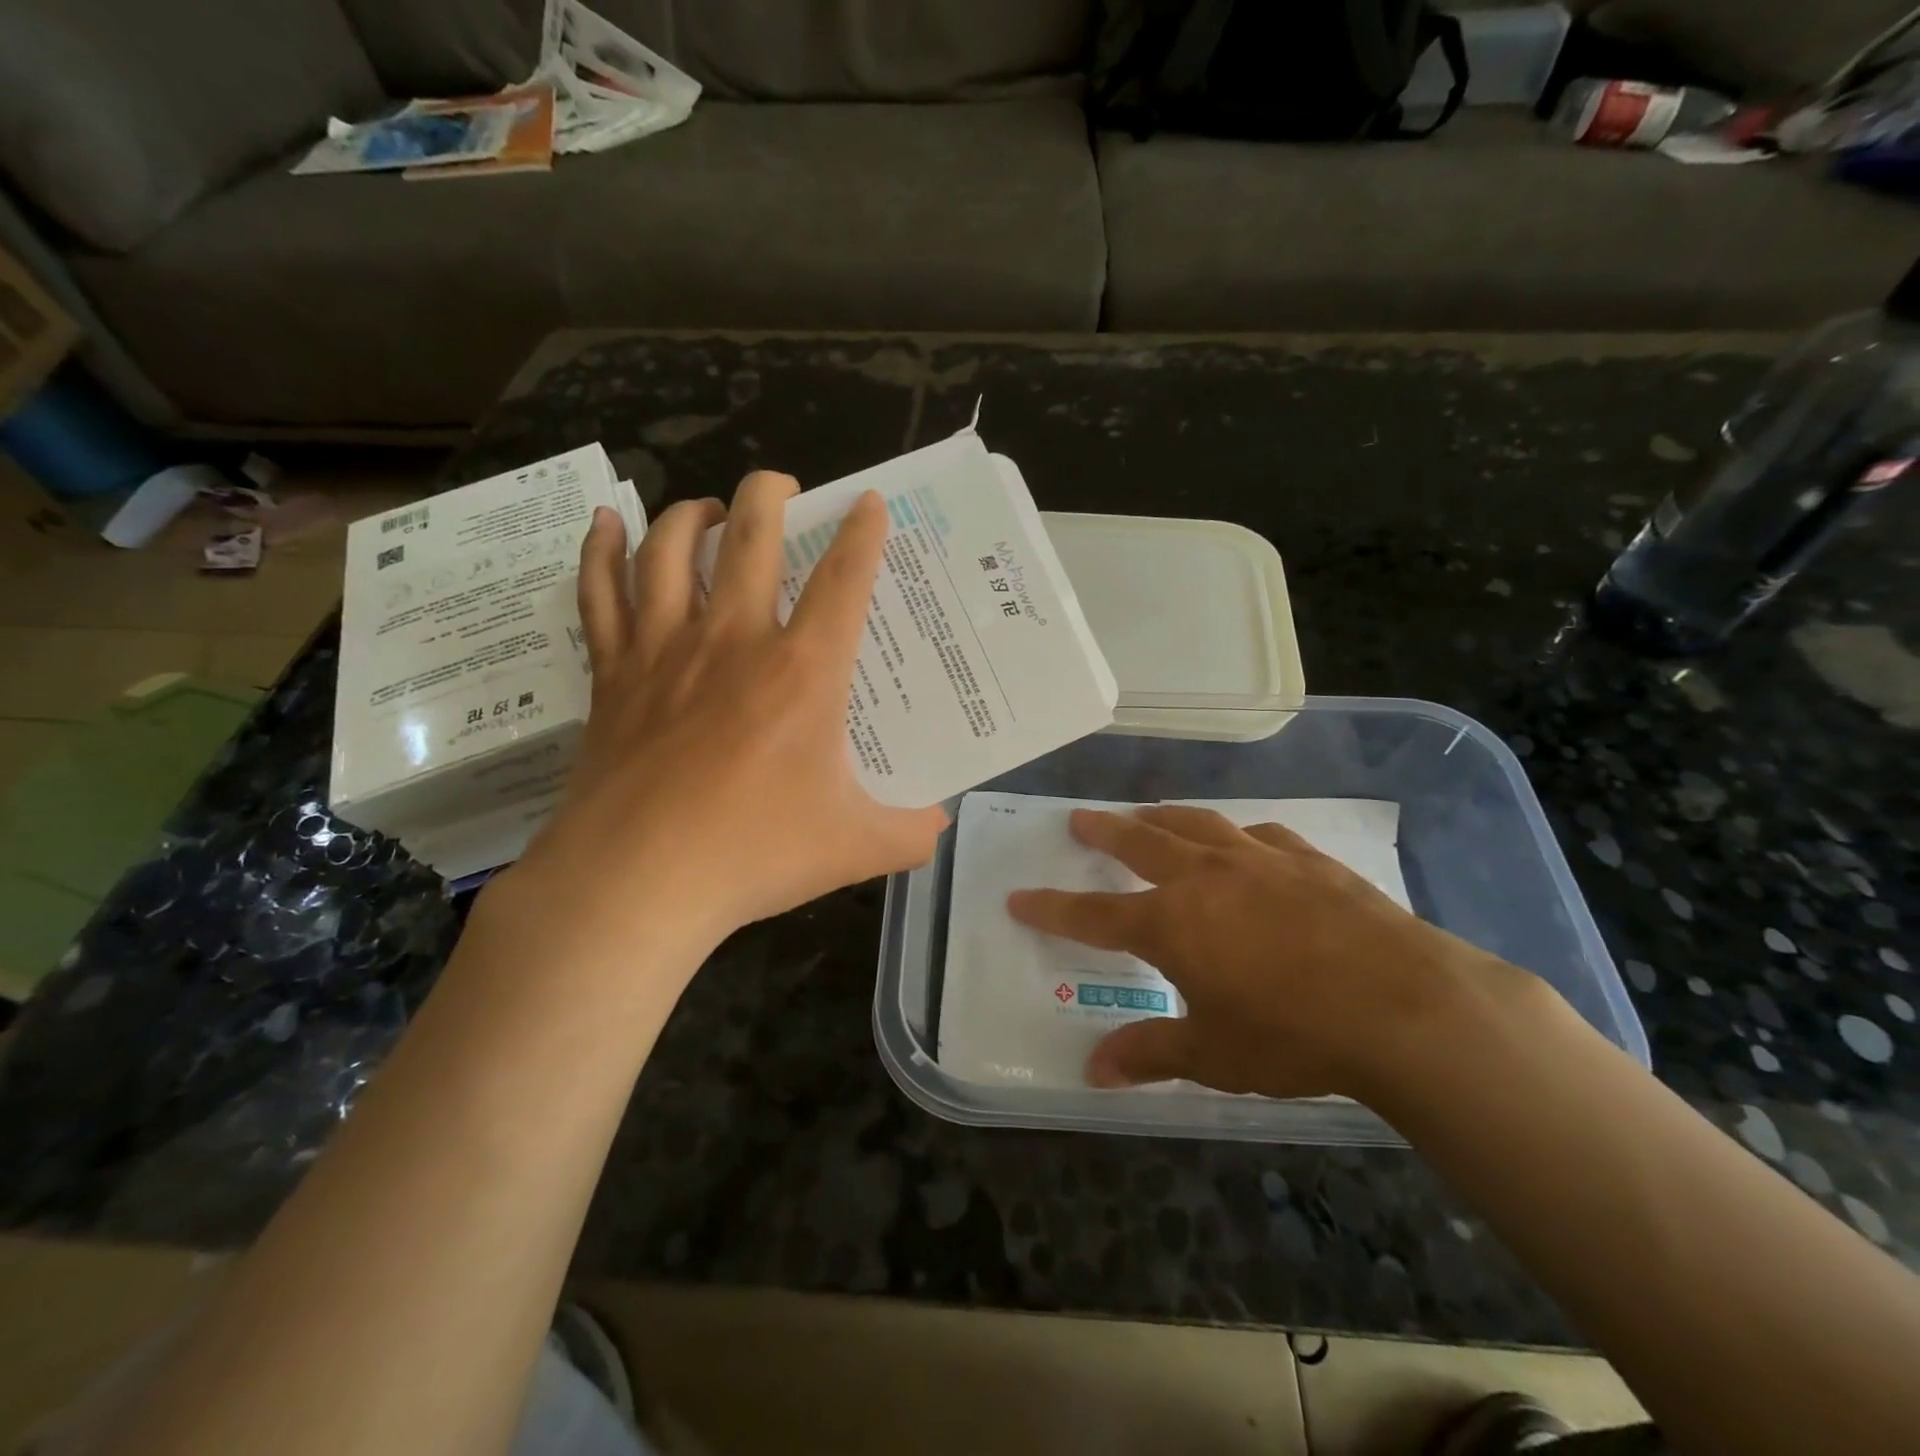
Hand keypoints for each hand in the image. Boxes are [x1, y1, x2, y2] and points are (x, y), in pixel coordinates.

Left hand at [499, 472, 946, 963]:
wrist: (637, 882)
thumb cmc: (753, 854)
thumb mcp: (855, 848)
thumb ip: (910, 833)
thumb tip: (940, 825)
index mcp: (802, 672)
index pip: (844, 581)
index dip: (863, 535)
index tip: (868, 503)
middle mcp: (734, 641)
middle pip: (751, 538)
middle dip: (770, 494)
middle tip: (782, 485)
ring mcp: (665, 650)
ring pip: (671, 550)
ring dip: (692, 514)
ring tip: (708, 509)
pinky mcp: (613, 674)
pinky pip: (600, 593)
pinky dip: (601, 551)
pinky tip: (606, 524)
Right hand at [1007, 805, 1541, 1100]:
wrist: (1405, 1007)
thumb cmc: (1294, 1034)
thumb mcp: (1214, 1054)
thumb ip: (1149, 1053)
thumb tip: (1092, 1070)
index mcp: (1171, 923)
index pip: (1093, 914)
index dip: (1052, 908)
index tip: (1019, 897)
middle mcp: (1205, 878)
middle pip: (1139, 842)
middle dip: (1103, 832)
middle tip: (1079, 819)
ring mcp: (1258, 860)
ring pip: (1196, 824)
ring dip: (1162, 817)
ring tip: (1145, 813)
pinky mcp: (1307, 860)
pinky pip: (1259, 835)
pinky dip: (1237, 834)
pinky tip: (1242, 839)